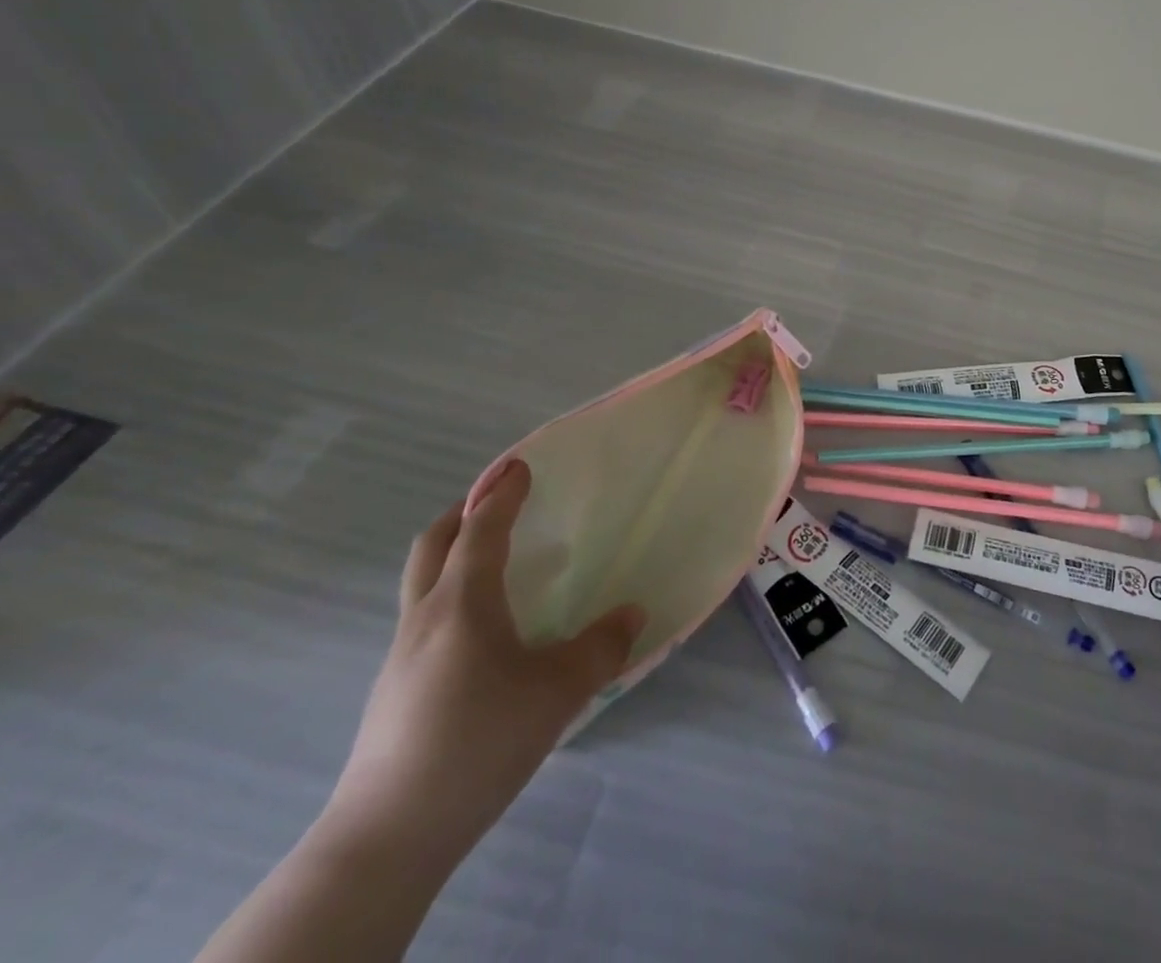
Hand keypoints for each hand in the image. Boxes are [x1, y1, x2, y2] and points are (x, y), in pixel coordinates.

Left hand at [327, 459, 645, 860]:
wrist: (386, 837)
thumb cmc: (478, 740)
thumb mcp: (558, 691)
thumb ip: (601, 647)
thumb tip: (632, 614)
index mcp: (462, 604)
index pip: (481, 530)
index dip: (502, 493)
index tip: (521, 465)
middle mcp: (425, 618)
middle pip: (432, 546)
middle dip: (463, 514)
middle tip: (499, 502)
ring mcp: (402, 657)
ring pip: (425, 584)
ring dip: (456, 556)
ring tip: (502, 565)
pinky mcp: (396, 692)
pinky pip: (427, 619)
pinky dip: (454, 598)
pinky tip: (488, 633)